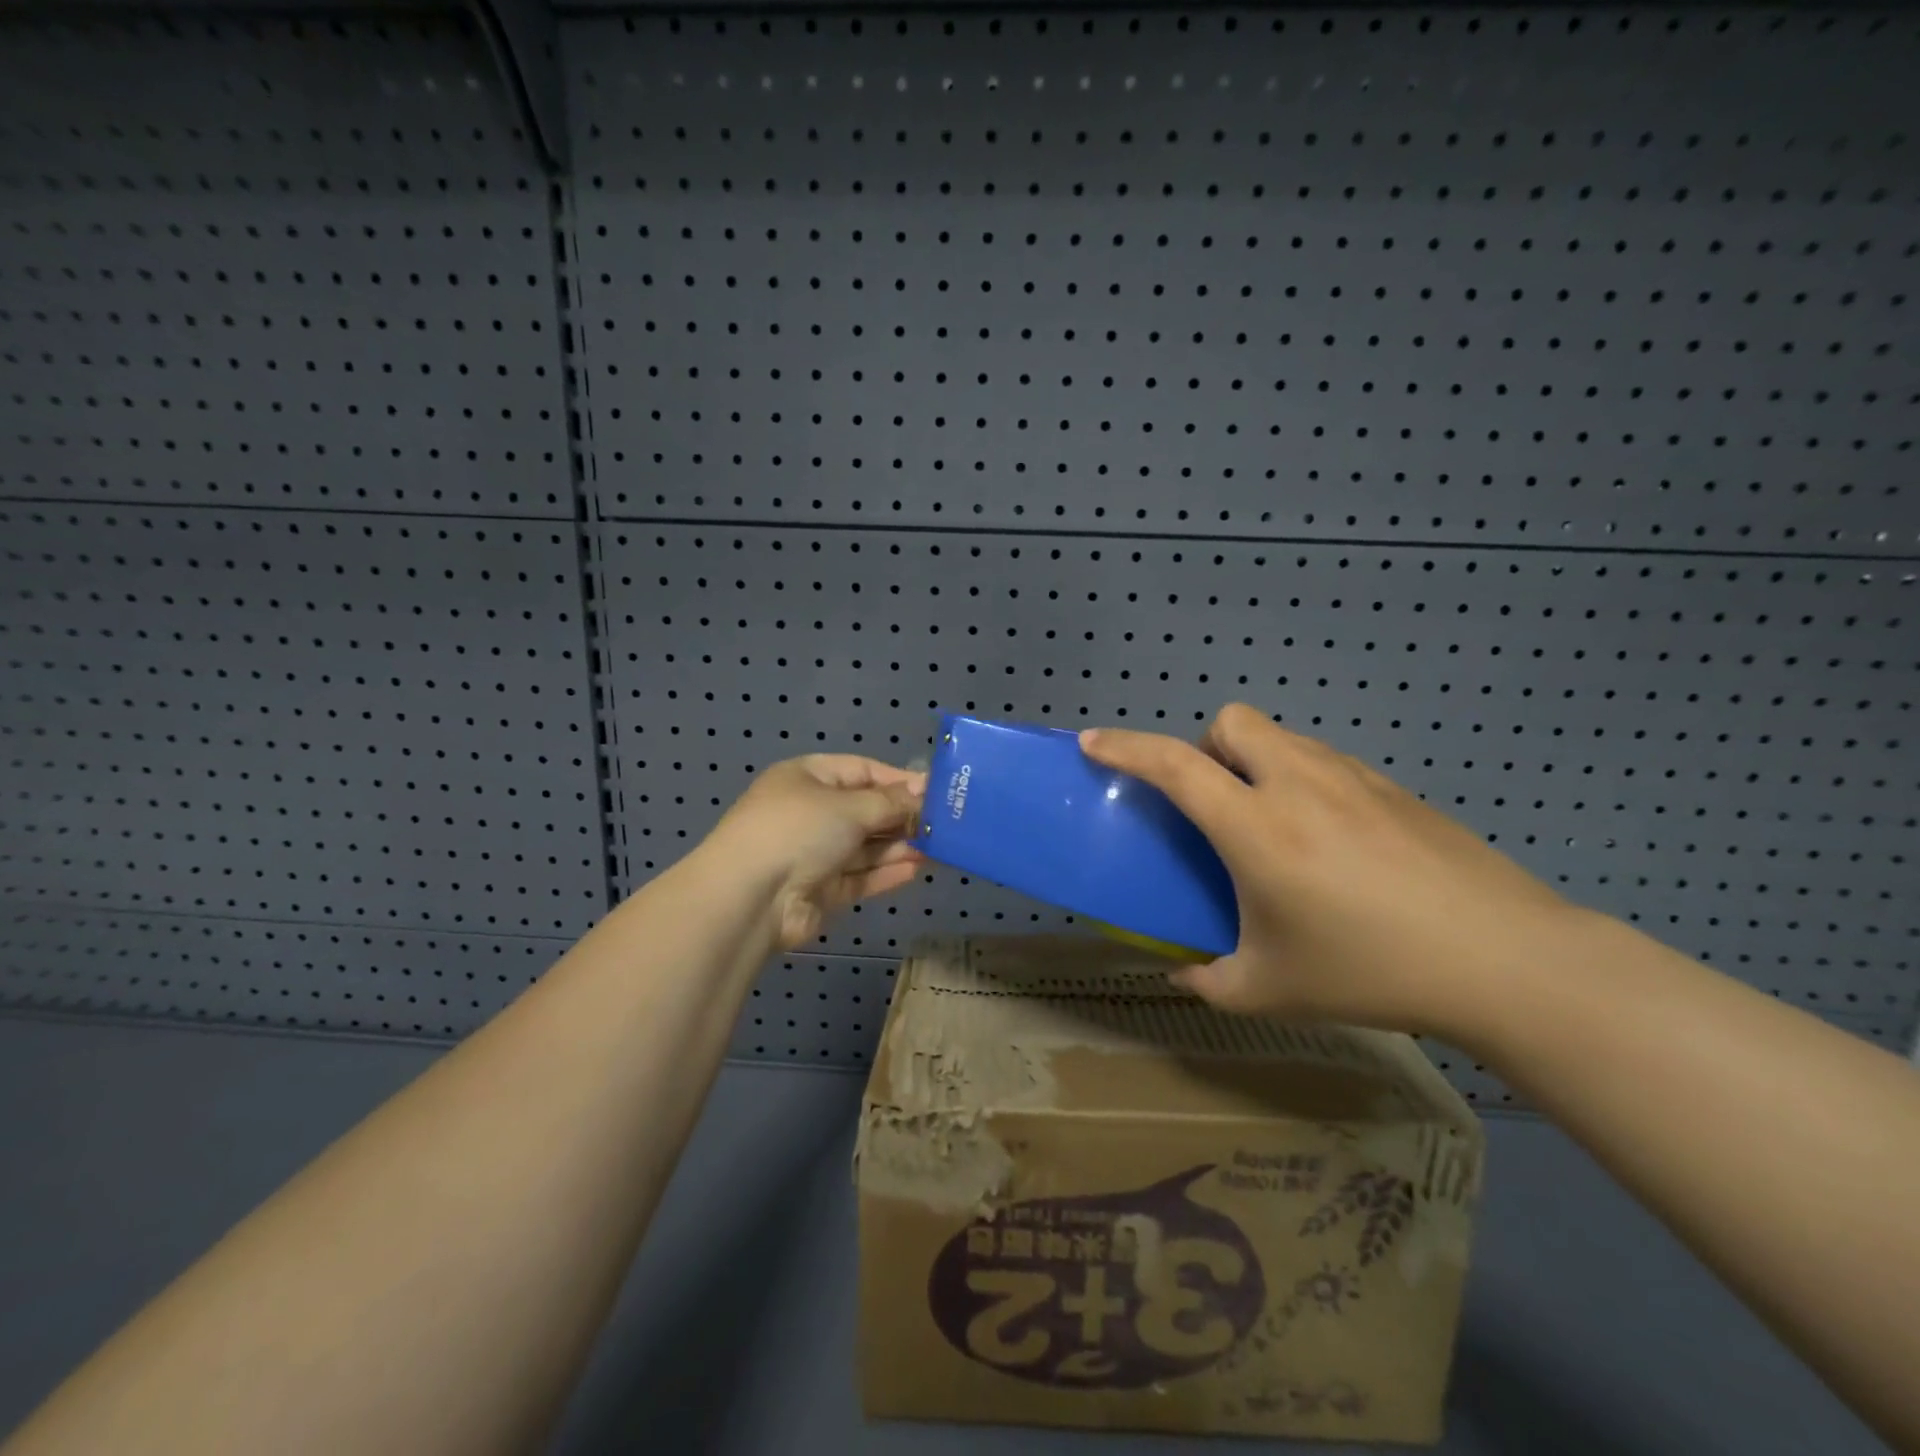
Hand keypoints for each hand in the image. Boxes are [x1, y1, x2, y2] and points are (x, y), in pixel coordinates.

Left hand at [704, 755, 926, 950]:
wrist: (749, 898)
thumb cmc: (799, 830)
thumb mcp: (849, 806)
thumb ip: (890, 801)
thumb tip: (923, 789)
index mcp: (807, 778)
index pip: (861, 770)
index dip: (898, 780)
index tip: (935, 791)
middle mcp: (810, 812)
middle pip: (865, 810)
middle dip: (902, 816)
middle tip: (945, 823)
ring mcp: (813, 853)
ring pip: (865, 846)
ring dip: (899, 846)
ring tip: (939, 847)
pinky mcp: (820, 890)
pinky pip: (859, 876)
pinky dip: (885, 872)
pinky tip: (916, 869)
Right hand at [1079, 705, 1574, 1035]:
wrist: (1505, 959)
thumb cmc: (1372, 971)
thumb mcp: (1272, 989)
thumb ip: (1208, 980)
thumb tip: (1179, 972)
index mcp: (1256, 828)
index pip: (1174, 766)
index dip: (1125, 747)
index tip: (1093, 742)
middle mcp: (1297, 785)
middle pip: (1231, 722)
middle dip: (1204, 747)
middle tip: (1215, 803)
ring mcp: (1351, 778)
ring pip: (1280, 737)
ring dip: (1254, 762)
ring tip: (1272, 825)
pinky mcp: (1393, 787)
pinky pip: (1324, 760)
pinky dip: (1301, 779)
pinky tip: (1330, 840)